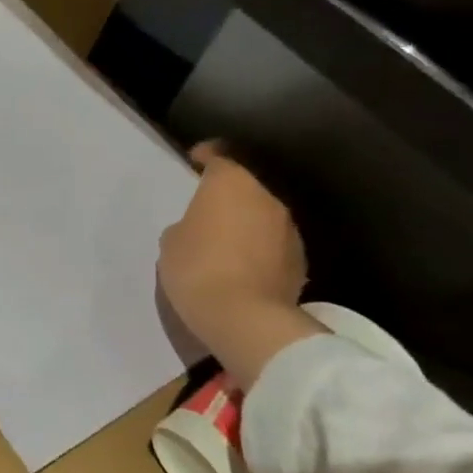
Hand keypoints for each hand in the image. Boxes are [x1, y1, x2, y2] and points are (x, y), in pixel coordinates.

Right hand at [157, 143, 319, 386]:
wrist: (244, 317)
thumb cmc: (196, 267)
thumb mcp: (172, 242)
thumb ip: (187, 225)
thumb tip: (200, 229)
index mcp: (231, 184)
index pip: (221, 156)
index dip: (207, 155)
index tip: (194, 160)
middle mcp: (267, 198)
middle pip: (246, 187)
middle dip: (228, 195)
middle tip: (205, 210)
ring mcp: (288, 230)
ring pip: (262, 216)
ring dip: (245, 223)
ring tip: (223, 242)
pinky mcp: (300, 260)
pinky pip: (272, 244)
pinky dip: (258, 249)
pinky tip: (240, 266)